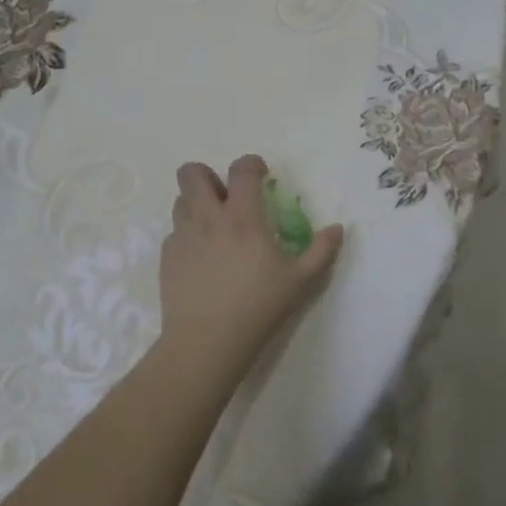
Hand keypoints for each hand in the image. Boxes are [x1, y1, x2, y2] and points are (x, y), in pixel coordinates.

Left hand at [159, 155, 344, 381]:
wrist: (207, 341)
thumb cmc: (258, 307)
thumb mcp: (300, 281)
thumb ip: (321, 251)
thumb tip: (338, 228)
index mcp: (242, 217)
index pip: (241, 170)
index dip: (251, 164)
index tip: (260, 175)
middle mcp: (208, 218)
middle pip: (191, 173)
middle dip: (208, 175)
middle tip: (225, 197)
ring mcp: (183, 236)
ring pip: (180, 200)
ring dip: (195, 204)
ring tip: (212, 226)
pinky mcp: (167, 257)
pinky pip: (174, 233)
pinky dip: (187, 235)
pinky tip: (200, 258)